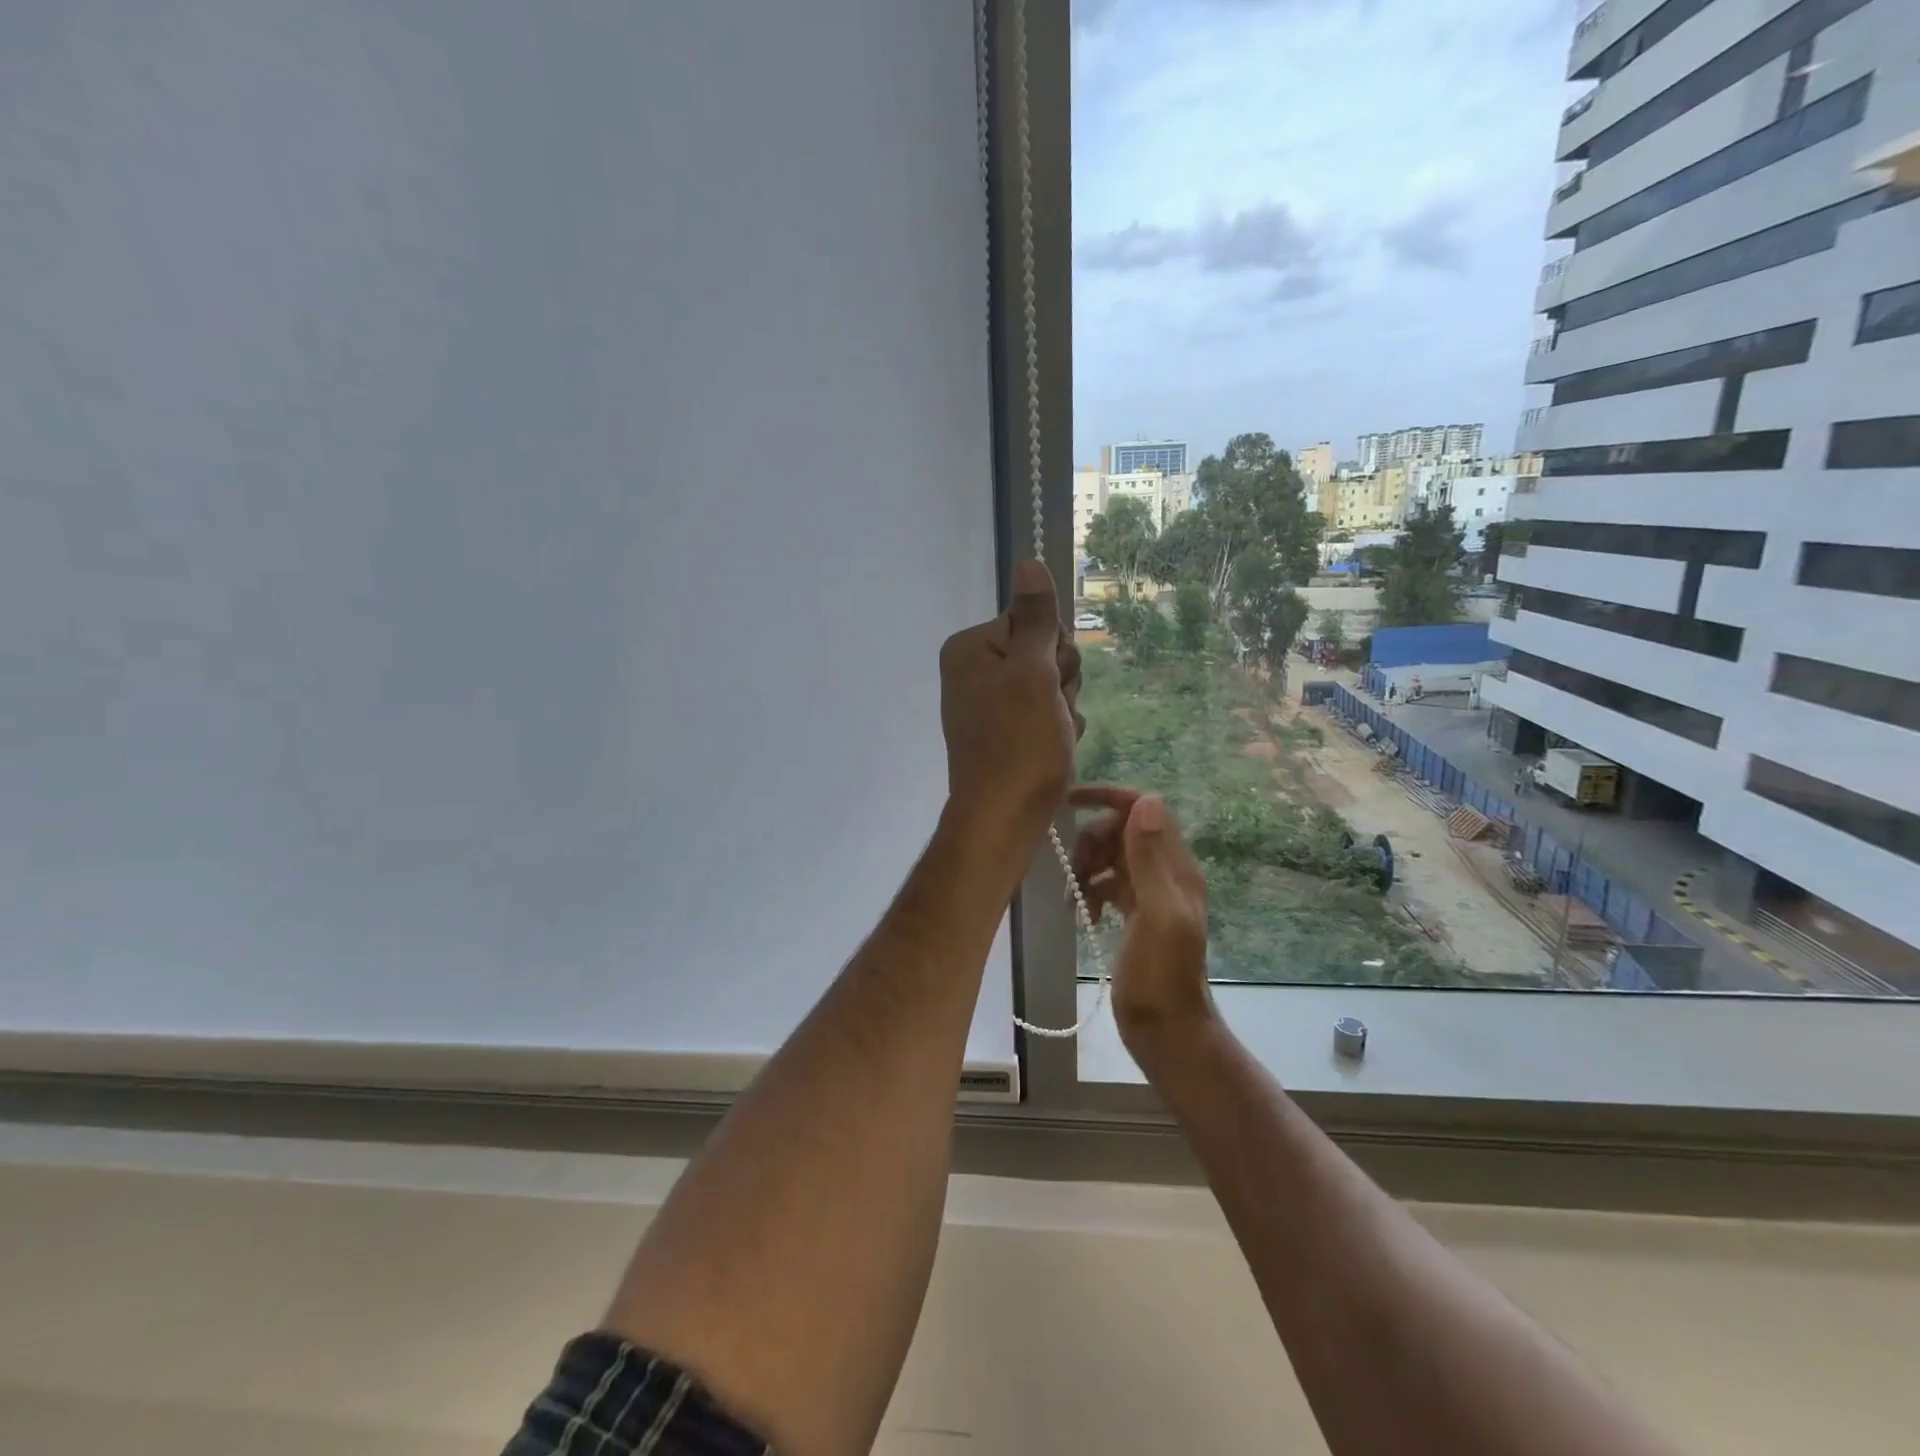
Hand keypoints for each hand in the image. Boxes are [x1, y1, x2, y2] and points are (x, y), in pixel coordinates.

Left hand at [939, 559, 1083, 848]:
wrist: (1004, 820)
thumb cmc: (1020, 745)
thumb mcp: (1033, 674)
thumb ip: (1035, 618)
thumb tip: (1027, 560)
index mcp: (971, 649)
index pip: (1033, 621)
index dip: (1054, 652)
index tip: (1051, 681)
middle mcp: (974, 671)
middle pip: (1043, 652)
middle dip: (1060, 681)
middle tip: (1051, 713)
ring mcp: (988, 703)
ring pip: (1050, 684)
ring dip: (1063, 707)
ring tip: (1052, 736)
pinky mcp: (1003, 732)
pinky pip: (1043, 713)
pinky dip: (1055, 729)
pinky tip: (1052, 750)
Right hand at [1067, 786, 1213, 1054]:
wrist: (1166, 1031)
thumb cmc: (1161, 977)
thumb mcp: (1157, 915)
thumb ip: (1151, 860)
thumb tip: (1145, 800)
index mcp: (1176, 867)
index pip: (1143, 809)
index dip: (1109, 798)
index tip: (1070, 802)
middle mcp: (1165, 873)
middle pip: (1120, 832)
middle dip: (1091, 844)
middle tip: (1073, 875)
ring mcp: (1150, 894)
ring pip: (1111, 858)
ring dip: (1086, 870)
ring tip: (1073, 901)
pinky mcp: (1135, 915)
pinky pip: (1108, 885)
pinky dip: (1091, 892)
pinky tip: (1083, 917)